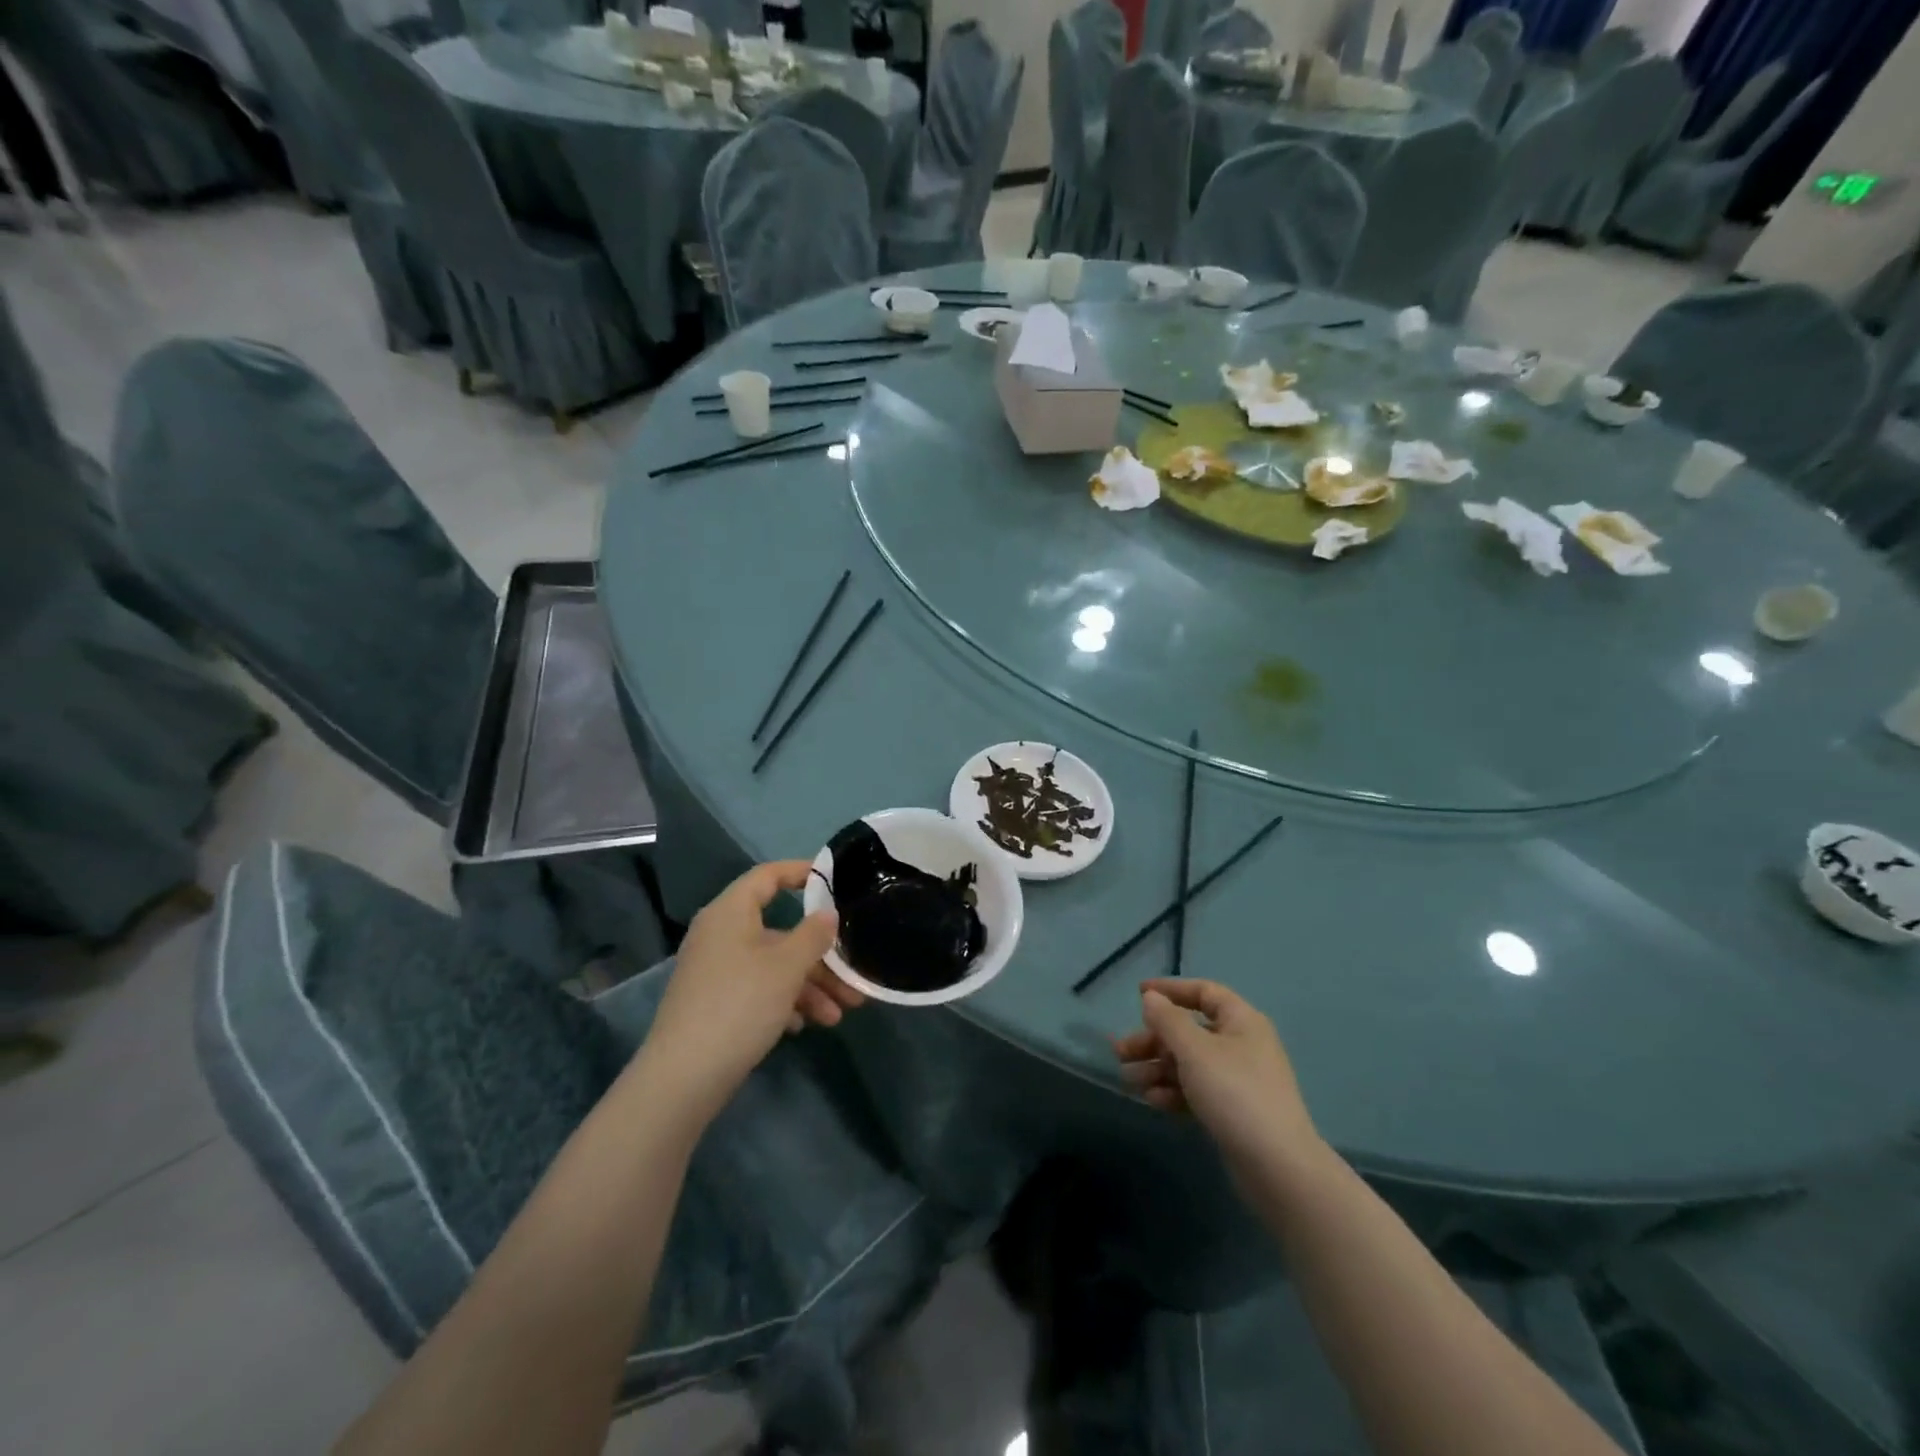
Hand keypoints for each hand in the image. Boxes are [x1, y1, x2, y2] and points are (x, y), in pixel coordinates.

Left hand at [637, 861, 859, 1120]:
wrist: (684, 1076)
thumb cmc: (741, 1004)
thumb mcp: (787, 966)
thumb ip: (813, 935)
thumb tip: (828, 914)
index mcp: (731, 912)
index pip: (768, 876)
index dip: (800, 872)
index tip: (834, 881)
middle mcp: (720, 935)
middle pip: (779, 931)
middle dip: (819, 955)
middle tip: (852, 976)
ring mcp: (715, 970)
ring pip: (772, 966)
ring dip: (809, 986)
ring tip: (839, 1014)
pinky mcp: (714, 1003)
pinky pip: (757, 989)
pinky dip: (784, 1002)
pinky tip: (805, 1025)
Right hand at [1115, 979, 1323, 1184]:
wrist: (1277, 1168)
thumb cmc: (1234, 1093)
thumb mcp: (1194, 1050)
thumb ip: (1168, 1020)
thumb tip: (1151, 998)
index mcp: (1241, 1021)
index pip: (1204, 992)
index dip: (1171, 989)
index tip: (1138, 995)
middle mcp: (1241, 1045)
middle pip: (1189, 1030)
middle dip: (1153, 1040)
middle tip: (1121, 1051)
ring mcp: (1238, 1080)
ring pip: (1189, 1063)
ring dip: (1157, 1067)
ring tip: (1129, 1080)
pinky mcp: (1233, 1111)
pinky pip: (1196, 1090)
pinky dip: (1173, 1091)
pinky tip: (1153, 1101)